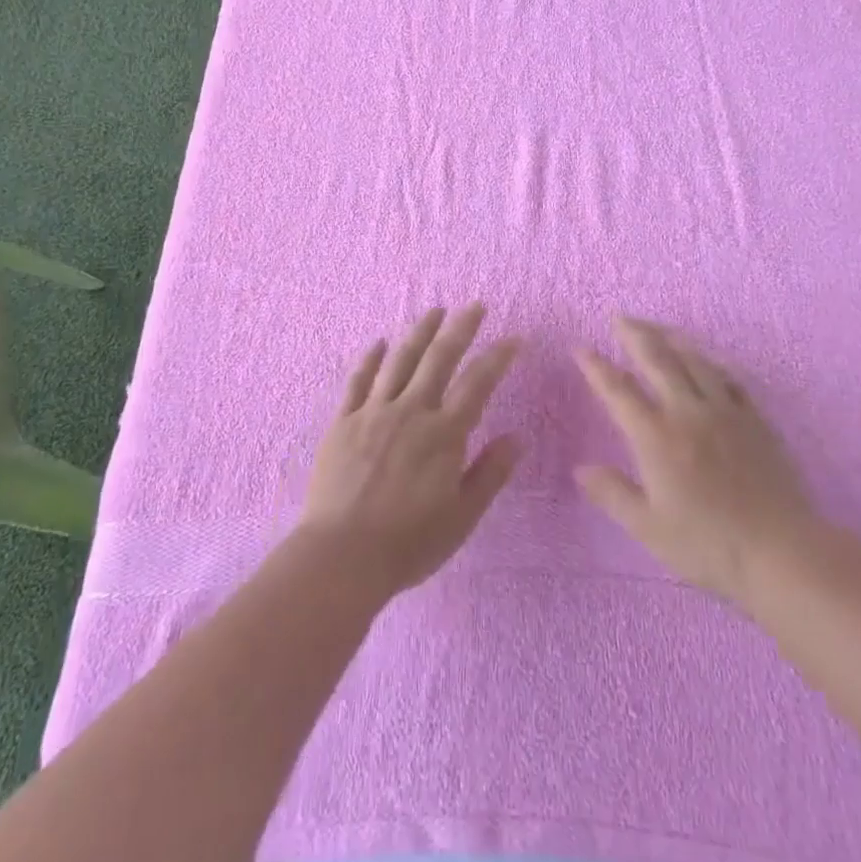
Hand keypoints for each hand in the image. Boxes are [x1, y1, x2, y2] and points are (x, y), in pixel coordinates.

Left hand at [299, 304, 521, 598]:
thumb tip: (518, 436)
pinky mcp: (342, 421)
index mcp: (443, 434)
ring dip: (419, 331)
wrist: (342, 555)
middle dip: (460, 328)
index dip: (498, 357)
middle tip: (474, 306)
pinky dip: (369, 358)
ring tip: (433, 311)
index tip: (514, 338)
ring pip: (399, 359)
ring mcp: (373, 412)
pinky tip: (377, 342)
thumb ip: (490, 472)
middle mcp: (411, 411)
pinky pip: (357, 380)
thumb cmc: (409, 542)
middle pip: (439, 358)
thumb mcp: (462, 516)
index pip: (477, 384)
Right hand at [575, 316, 824, 607]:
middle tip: (619, 317)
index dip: (597, 367)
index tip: (580, 348)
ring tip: (657, 327)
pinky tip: (706, 361)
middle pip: (657, 360)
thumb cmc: (708, 544)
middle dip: (634, 334)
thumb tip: (580, 469)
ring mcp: (725, 411)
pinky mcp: (755, 419)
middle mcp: (688, 412)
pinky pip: (728, 378)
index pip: (619, 390)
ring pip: (694, 360)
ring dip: (671, 338)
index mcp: (656, 436)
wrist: (782, 551)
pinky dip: (710, 363)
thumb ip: (613, 494)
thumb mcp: (649, 527)